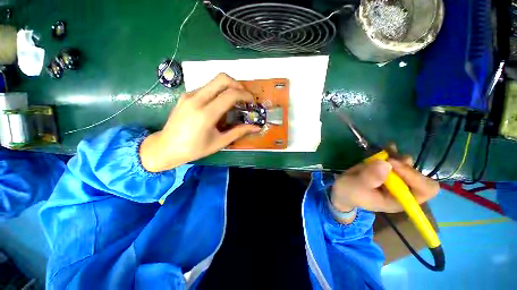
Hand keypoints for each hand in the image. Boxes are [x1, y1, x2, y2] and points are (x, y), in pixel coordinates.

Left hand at [140, 73, 260, 171]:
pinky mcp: (186, 95)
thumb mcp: (219, 142)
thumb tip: (256, 127)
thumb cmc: (194, 149)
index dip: (245, 95)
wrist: (166, 147)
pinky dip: (219, 91)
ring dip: (228, 87)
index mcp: (205, 114)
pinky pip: (207, 87)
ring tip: (235, 101)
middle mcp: (196, 99)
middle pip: (221, 79)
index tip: (252, 102)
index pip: (230, 94)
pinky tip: (220, 104)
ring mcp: (189, 95)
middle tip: (244, 97)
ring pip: (214, 81)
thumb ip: (239, 132)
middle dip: (238, 85)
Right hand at [330, 148, 438, 214]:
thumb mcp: (356, 187)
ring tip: (384, 152)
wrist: (343, 190)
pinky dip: (392, 152)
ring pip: (407, 164)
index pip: (424, 189)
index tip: (392, 164)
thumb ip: (369, 178)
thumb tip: (385, 163)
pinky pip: (395, 159)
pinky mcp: (386, 170)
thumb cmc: (350, 193)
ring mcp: (395, 179)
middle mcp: (403, 189)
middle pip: (418, 175)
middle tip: (387, 159)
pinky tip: (386, 147)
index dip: (414, 176)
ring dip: (397, 157)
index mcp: (399, 200)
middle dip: (404, 165)